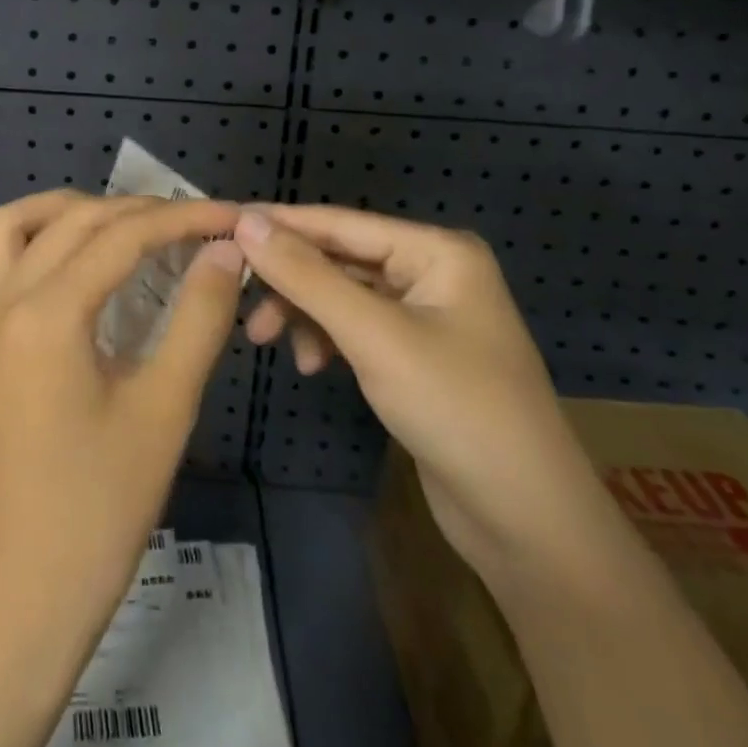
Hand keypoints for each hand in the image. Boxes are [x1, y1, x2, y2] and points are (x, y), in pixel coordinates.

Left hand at [0, 190, 245, 746]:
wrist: (17, 598)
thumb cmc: (98, 511)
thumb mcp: (164, 410)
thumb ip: (199, 319)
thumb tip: (226, 252)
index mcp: (48, 314)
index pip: (123, 235)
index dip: (184, 218)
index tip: (233, 216)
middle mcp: (4, 299)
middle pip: (76, 219)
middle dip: (141, 210)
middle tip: (199, 226)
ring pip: (20, 224)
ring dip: (76, 210)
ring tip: (133, 226)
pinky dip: (41, 237)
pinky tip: (83, 263)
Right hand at [235, 205, 610, 586]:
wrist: (527, 524)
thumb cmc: (456, 410)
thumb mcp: (373, 337)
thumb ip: (307, 276)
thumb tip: (246, 222)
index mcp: (437, 251)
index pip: (340, 222)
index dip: (280, 223)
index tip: (220, 224)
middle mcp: (432, 272)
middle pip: (339, 258)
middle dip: (289, 279)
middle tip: (236, 294)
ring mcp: (424, 315)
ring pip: (342, 295)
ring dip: (303, 313)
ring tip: (262, 338)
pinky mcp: (414, 355)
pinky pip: (355, 328)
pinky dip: (327, 339)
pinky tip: (310, 365)